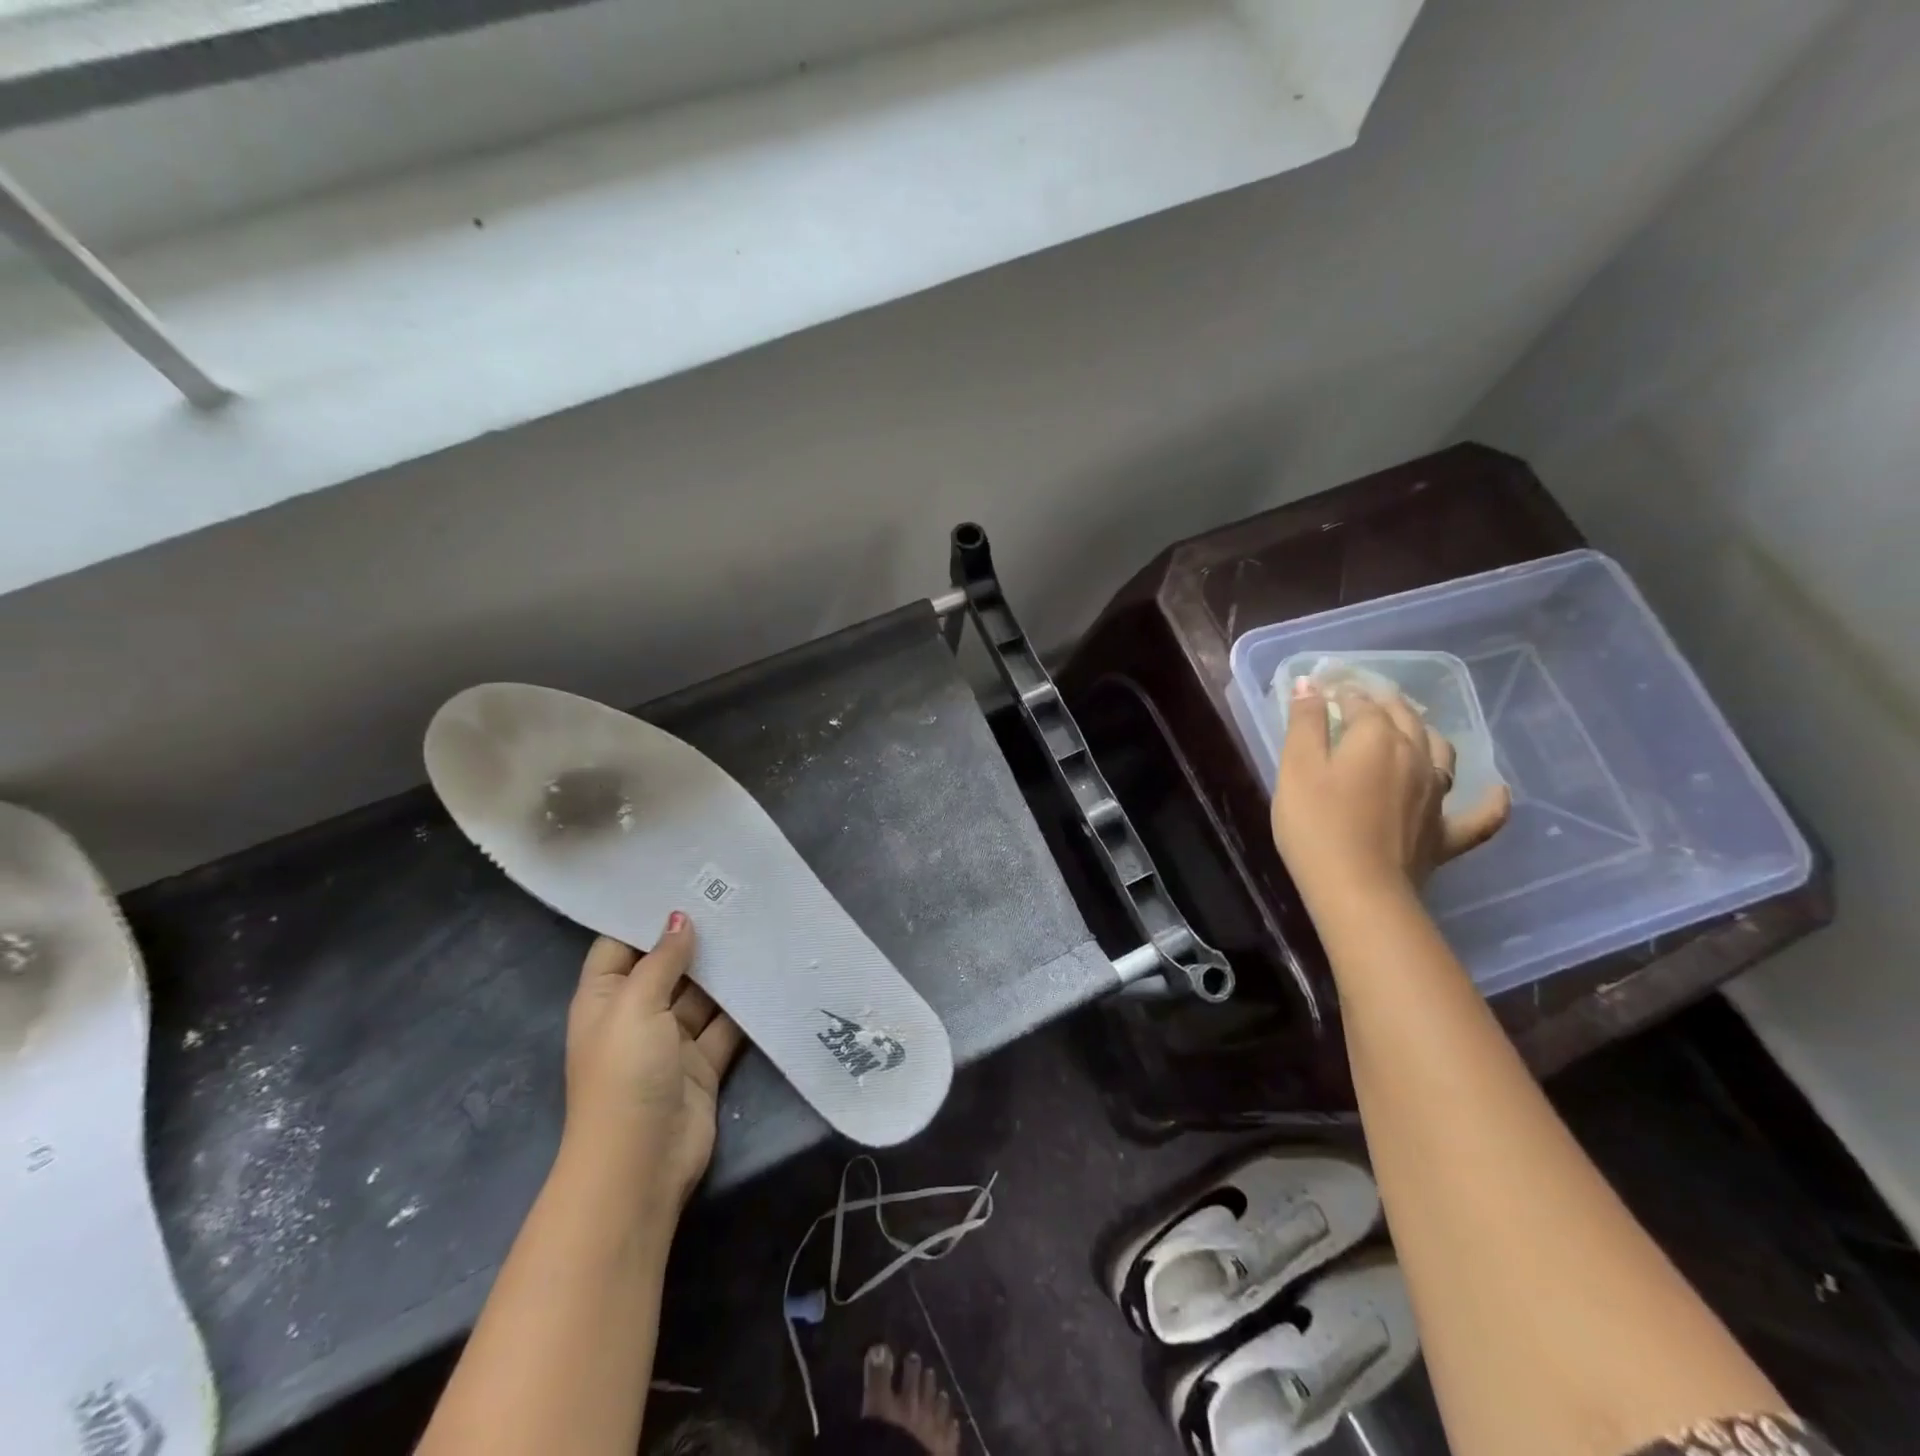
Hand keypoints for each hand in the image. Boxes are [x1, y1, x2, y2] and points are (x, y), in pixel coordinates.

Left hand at [562, 914, 744, 1207]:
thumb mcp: (635, 1007)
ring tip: (758, 924)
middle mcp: (636, 1014)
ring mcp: (671, 1040)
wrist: (641, 1164)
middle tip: (734, 895)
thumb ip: (662, 960)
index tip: (685, 880)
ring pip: (702, 993)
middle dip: (696, 937)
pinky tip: (768, 972)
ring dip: (724, 968)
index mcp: (605, 998)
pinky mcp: (703, 1062)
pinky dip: (744, 1004)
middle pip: (667, 966)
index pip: (622, 944)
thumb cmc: (624, 1075)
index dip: (648, 915)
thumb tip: (679, 917)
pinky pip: (725, 1024)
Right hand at [1271, 676, 1509, 903]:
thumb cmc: (1316, 825)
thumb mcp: (1297, 769)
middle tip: (1361, 698)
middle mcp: (1414, 756)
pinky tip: (1497, 790)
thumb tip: (1310, 684)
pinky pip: (1480, 815)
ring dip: (1425, 733)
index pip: (1361, 703)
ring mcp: (1437, 796)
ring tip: (1411, 727)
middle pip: (1404, 718)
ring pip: (1440, 751)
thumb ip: (1305, 724)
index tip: (1324, 690)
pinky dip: (1490, 800)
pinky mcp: (1445, 834)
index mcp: (1376, 738)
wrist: (1358, 890)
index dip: (1342, 692)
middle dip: (1382, 702)